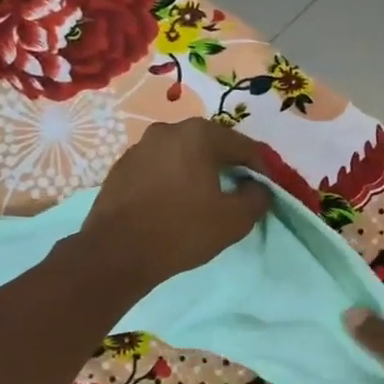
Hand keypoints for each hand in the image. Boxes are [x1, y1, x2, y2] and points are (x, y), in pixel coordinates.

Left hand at [81, 119, 274, 289]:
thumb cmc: (181, 231)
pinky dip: (173, 180)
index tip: (267, 190)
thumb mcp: (234, 220)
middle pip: (211, 144)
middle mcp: (167, 130)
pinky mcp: (122, 167)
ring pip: (182, 155)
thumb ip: (256, 198)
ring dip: (198, 172)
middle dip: (228, 166)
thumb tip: (257, 188)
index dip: (261, 168)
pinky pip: (159, 168)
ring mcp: (140, 147)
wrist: (116, 253)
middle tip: (238, 192)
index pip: (243, 146)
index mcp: (198, 135)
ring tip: (205, 199)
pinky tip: (174, 204)